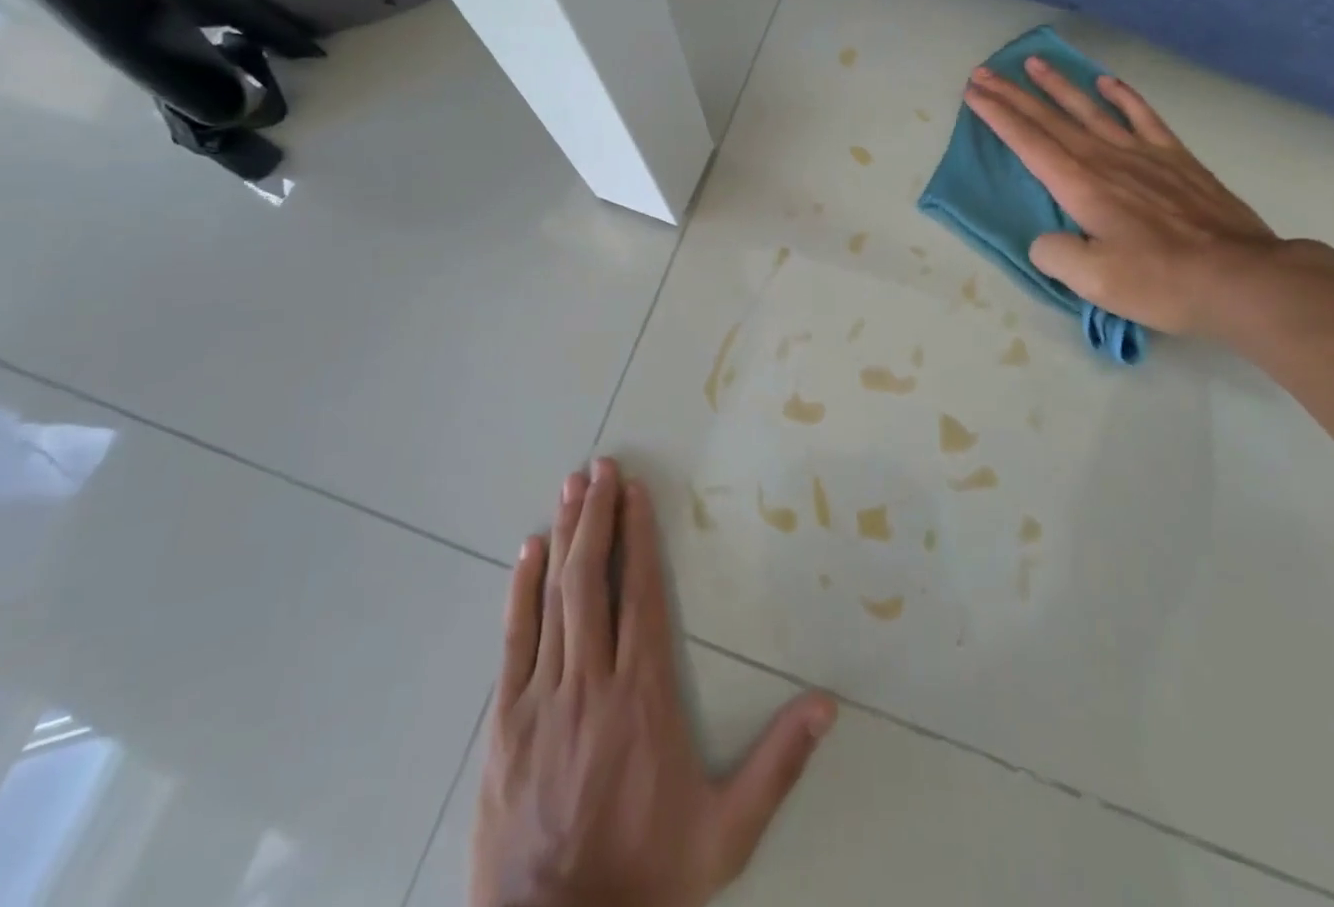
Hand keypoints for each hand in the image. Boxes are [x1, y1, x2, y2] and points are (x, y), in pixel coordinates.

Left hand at [472, 459, 836, 906]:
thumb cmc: (645, 875)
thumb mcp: (725, 833)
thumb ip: (777, 765)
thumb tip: (828, 706)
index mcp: (642, 695)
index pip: (640, 594)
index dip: (638, 537)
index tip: (636, 492)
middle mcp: (592, 681)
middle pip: (593, 579)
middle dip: (599, 516)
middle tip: (600, 466)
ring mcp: (542, 698)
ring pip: (553, 597)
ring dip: (565, 536)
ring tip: (572, 487)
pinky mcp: (506, 722)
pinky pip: (514, 640)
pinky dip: (521, 590)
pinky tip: (528, 551)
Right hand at [963, 59, 1278, 335]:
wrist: (1241, 278)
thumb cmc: (1161, 281)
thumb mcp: (1093, 281)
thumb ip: (1055, 254)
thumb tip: (1046, 238)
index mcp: (1081, 186)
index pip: (1028, 142)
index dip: (998, 116)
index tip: (974, 92)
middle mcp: (1106, 160)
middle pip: (1050, 119)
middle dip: (1013, 94)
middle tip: (985, 71)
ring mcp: (1144, 155)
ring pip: (1090, 110)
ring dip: (1059, 86)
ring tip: (1035, 63)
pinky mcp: (1176, 159)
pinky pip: (1143, 117)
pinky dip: (1123, 96)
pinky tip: (1107, 82)